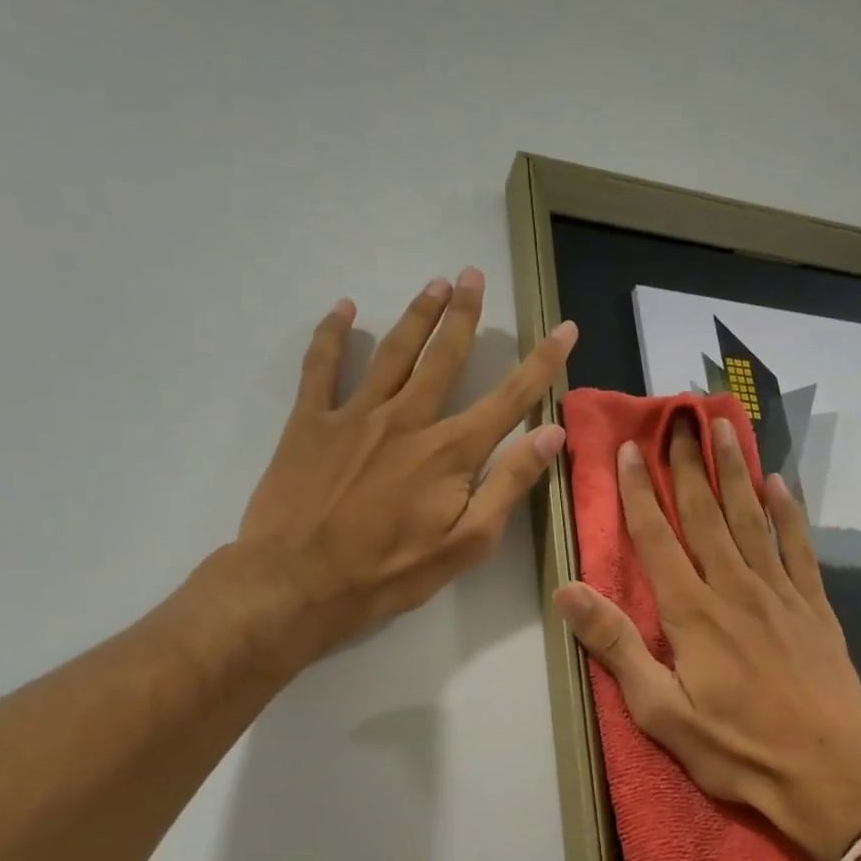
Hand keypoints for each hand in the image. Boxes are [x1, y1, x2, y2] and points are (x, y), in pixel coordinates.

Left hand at [226, 268, 575, 676]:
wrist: (297, 583)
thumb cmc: (388, 572)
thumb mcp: (465, 544)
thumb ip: (508, 486)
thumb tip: (550, 434)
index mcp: (449, 451)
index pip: (509, 398)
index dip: (542, 363)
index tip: (564, 329)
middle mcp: (406, 419)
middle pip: (443, 357)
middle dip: (464, 315)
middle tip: (475, 276)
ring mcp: (354, 416)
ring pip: (392, 352)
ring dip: (416, 315)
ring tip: (434, 283)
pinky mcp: (309, 423)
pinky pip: (321, 366)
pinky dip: (332, 334)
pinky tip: (344, 309)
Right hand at [555, 415, 860, 860]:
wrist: (829, 773)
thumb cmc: (736, 748)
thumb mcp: (661, 711)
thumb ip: (617, 646)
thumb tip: (568, 592)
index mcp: (692, 613)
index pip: (657, 537)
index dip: (638, 491)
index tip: (628, 449)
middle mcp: (734, 588)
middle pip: (705, 513)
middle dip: (687, 462)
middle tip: (678, 415)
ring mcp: (780, 593)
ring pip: (752, 517)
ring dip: (735, 470)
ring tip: (726, 426)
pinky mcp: (814, 607)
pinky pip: (798, 546)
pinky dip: (788, 512)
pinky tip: (780, 483)